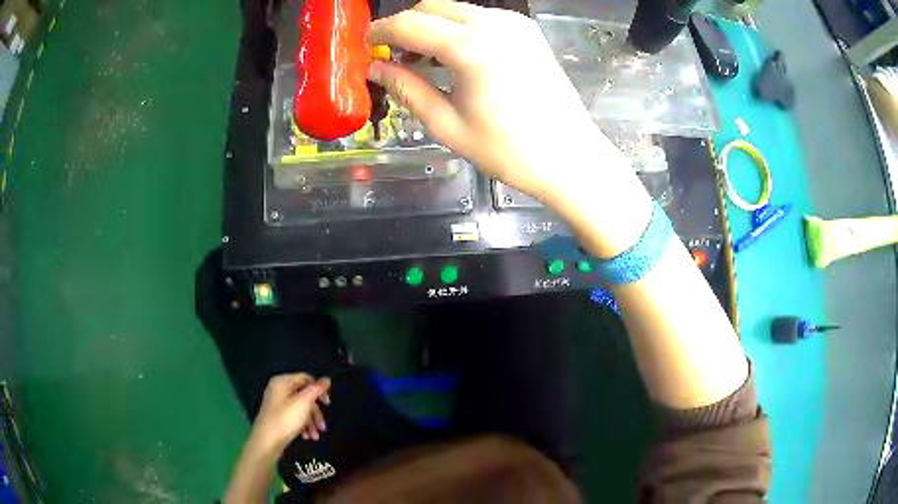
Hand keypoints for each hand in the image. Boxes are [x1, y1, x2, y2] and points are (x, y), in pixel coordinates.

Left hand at [246, 373, 331, 459]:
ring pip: (300, 409)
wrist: (266, 441)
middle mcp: (279, 390)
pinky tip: (307, 436)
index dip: (319, 390)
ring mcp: (277, 404)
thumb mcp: (304, 403)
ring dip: (311, 422)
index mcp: (283, 382)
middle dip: (316, 413)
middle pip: (304, 396)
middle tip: (323, 427)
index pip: (306, 379)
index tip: (328, 404)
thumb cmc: (285, 419)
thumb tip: (327, 379)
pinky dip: (302, 425)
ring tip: (316, 436)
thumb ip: (316, 390)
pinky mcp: (277, 416)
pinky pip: (294, 416)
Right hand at [368, 0, 652, 256]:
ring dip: (431, 26)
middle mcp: (494, 24)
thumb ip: (408, 89)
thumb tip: (376, 70)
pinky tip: (454, 57)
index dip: (380, 32)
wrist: (571, 157)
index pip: (409, 24)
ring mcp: (515, 24)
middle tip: (392, 56)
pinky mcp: (527, 31)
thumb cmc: (510, 151)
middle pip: (431, 7)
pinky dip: (457, 29)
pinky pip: (480, 18)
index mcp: (472, 47)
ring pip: (455, 9)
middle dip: (405, 26)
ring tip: (420, 60)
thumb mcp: (448, 125)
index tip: (365, 46)